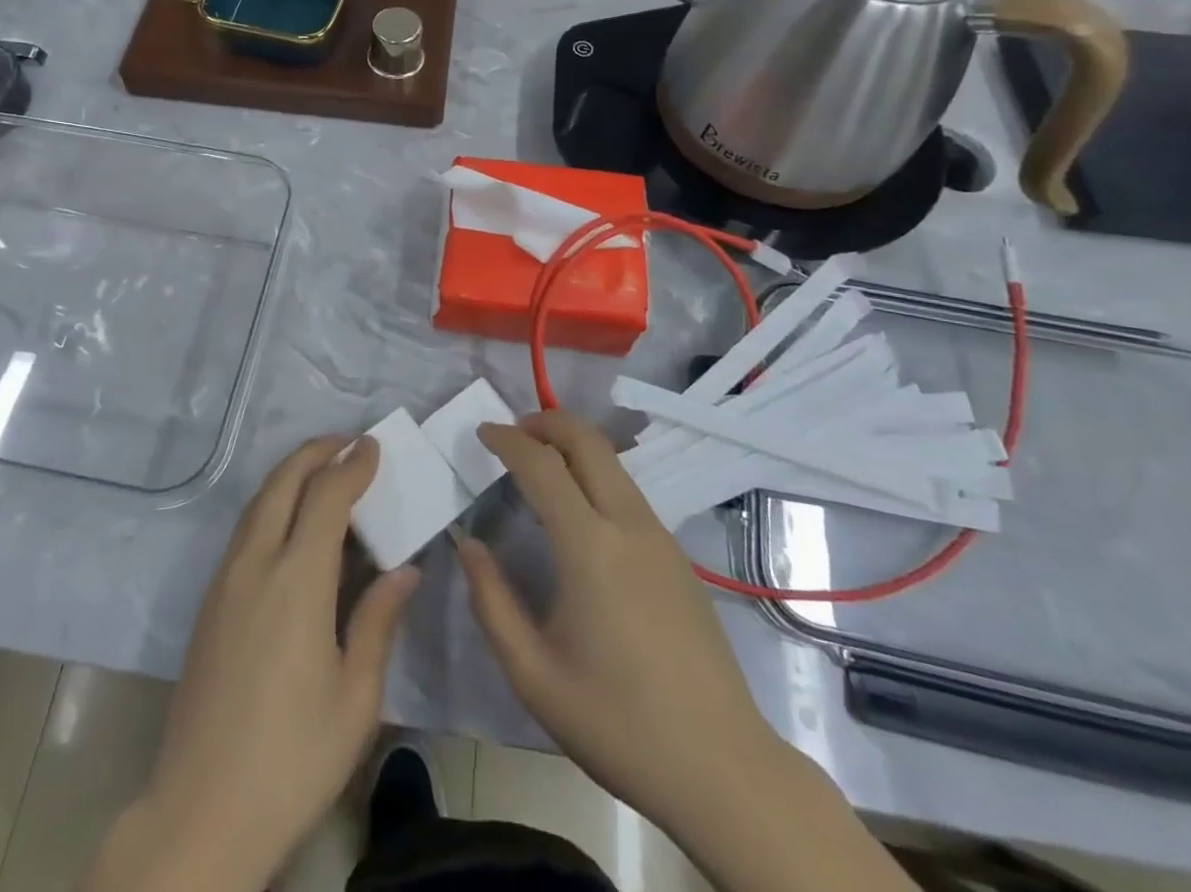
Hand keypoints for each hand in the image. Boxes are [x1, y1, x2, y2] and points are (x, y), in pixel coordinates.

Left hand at [98, 436, 418, 891]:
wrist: (202, 809)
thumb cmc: (293, 757)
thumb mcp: (356, 697)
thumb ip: (378, 621)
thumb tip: (405, 570)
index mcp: (297, 580)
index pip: (326, 497)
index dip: (352, 466)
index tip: (374, 446)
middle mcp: (256, 564)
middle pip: (283, 483)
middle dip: (315, 453)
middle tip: (347, 442)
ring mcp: (225, 581)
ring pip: (258, 503)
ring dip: (290, 475)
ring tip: (322, 470)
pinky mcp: (209, 602)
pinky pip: (245, 531)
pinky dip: (272, 504)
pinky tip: (291, 523)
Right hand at [458, 412, 781, 834]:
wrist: (722, 769)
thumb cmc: (617, 722)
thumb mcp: (533, 674)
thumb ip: (492, 601)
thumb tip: (467, 545)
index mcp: (589, 547)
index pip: (543, 465)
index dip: (508, 440)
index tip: (482, 432)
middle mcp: (629, 526)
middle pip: (588, 441)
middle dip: (547, 421)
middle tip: (512, 431)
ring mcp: (661, 538)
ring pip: (613, 463)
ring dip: (573, 445)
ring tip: (539, 463)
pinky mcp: (678, 557)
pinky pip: (628, 492)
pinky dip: (595, 474)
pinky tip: (578, 511)